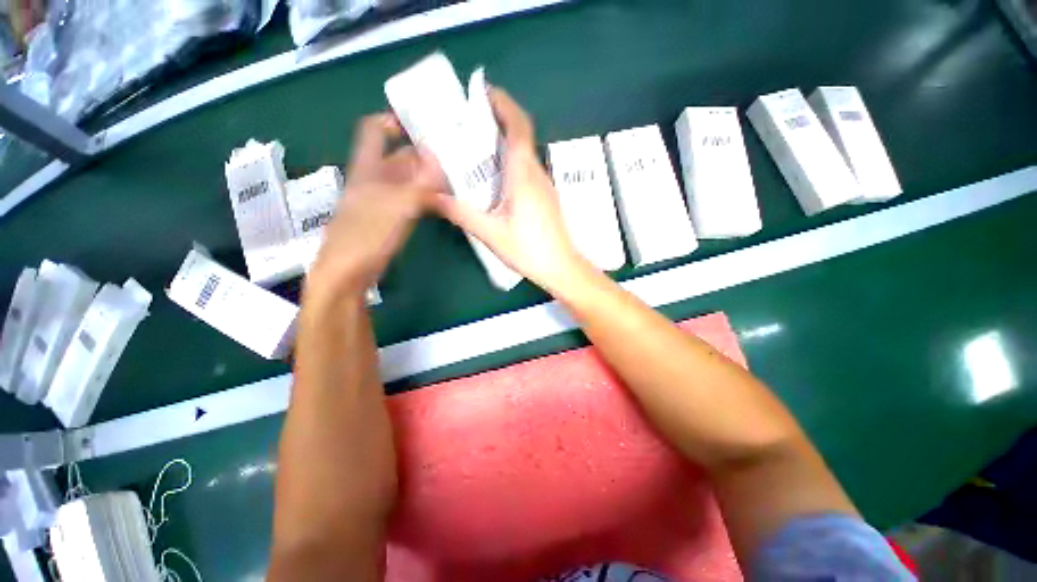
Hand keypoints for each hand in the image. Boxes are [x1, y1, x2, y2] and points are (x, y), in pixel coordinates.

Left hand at [309, 113, 444, 300]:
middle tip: (451, 154)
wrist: (346, 274)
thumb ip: (419, 184)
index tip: (421, 122)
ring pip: (405, 181)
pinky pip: (409, 201)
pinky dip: (425, 197)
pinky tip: (441, 202)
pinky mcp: (388, 220)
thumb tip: (438, 158)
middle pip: (397, 158)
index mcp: (367, 170)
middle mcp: (373, 181)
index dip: (393, 120)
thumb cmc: (365, 237)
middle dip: (421, 154)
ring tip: (453, 176)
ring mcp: (380, 202)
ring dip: (426, 177)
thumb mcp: (396, 207)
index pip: (374, 131)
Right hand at [431, 88, 588, 293]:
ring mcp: (544, 185)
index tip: (484, 92)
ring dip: (503, 143)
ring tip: (476, 148)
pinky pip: (526, 170)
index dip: (503, 104)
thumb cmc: (529, 249)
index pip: (518, 126)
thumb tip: (432, 197)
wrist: (562, 268)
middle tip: (470, 121)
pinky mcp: (545, 198)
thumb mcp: (490, 233)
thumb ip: (461, 212)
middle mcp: (536, 173)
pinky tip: (494, 179)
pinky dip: (510, 163)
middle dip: (498, 121)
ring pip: (524, 154)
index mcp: (523, 174)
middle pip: (520, 136)